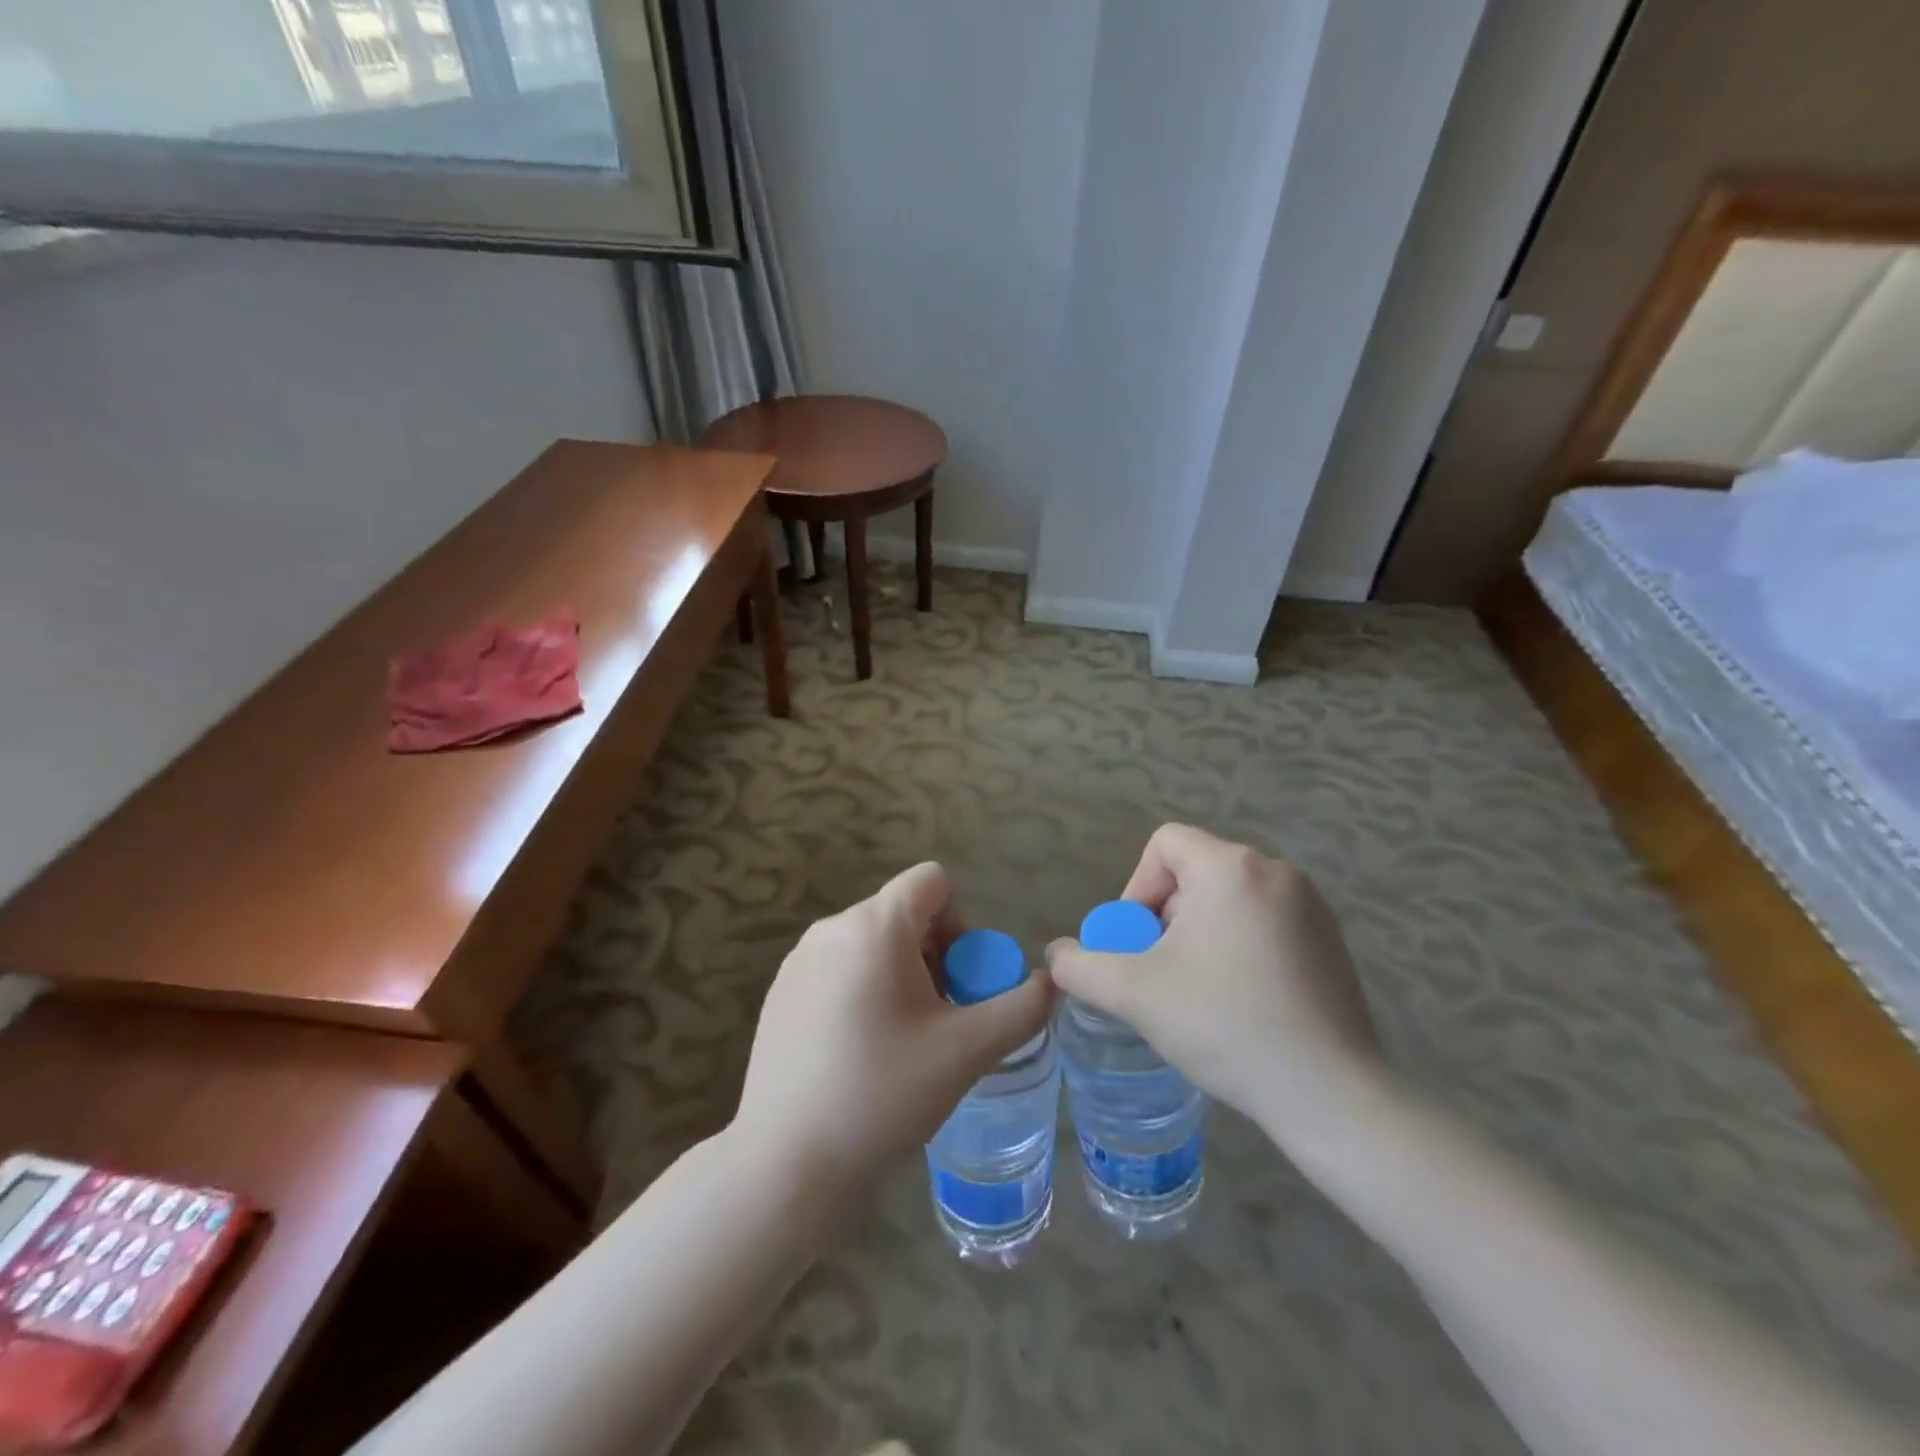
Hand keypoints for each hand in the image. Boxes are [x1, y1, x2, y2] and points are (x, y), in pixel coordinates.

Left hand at [734, 862, 1056, 1190]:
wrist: (788, 1164)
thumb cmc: (884, 1095)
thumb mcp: (967, 1051)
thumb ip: (1021, 1008)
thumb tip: (1051, 984)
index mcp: (875, 926)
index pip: (931, 882)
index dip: (960, 922)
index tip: (958, 981)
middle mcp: (831, 928)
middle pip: (902, 913)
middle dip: (933, 954)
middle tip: (938, 1018)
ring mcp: (798, 960)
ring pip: (869, 942)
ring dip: (899, 974)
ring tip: (901, 1040)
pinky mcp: (779, 992)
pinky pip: (837, 967)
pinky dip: (861, 990)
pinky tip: (858, 1053)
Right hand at [1046, 824, 1381, 1149]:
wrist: (1329, 1093)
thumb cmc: (1225, 1025)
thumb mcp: (1134, 993)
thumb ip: (1081, 966)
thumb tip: (1056, 955)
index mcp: (1231, 867)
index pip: (1165, 844)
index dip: (1137, 887)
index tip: (1138, 942)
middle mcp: (1276, 871)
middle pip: (1196, 872)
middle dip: (1167, 917)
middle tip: (1163, 972)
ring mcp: (1311, 905)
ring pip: (1229, 897)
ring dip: (1201, 933)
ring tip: (1200, 990)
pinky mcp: (1331, 939)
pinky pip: (1265, 921)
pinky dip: (1240, 946)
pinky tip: (1243, 1000)